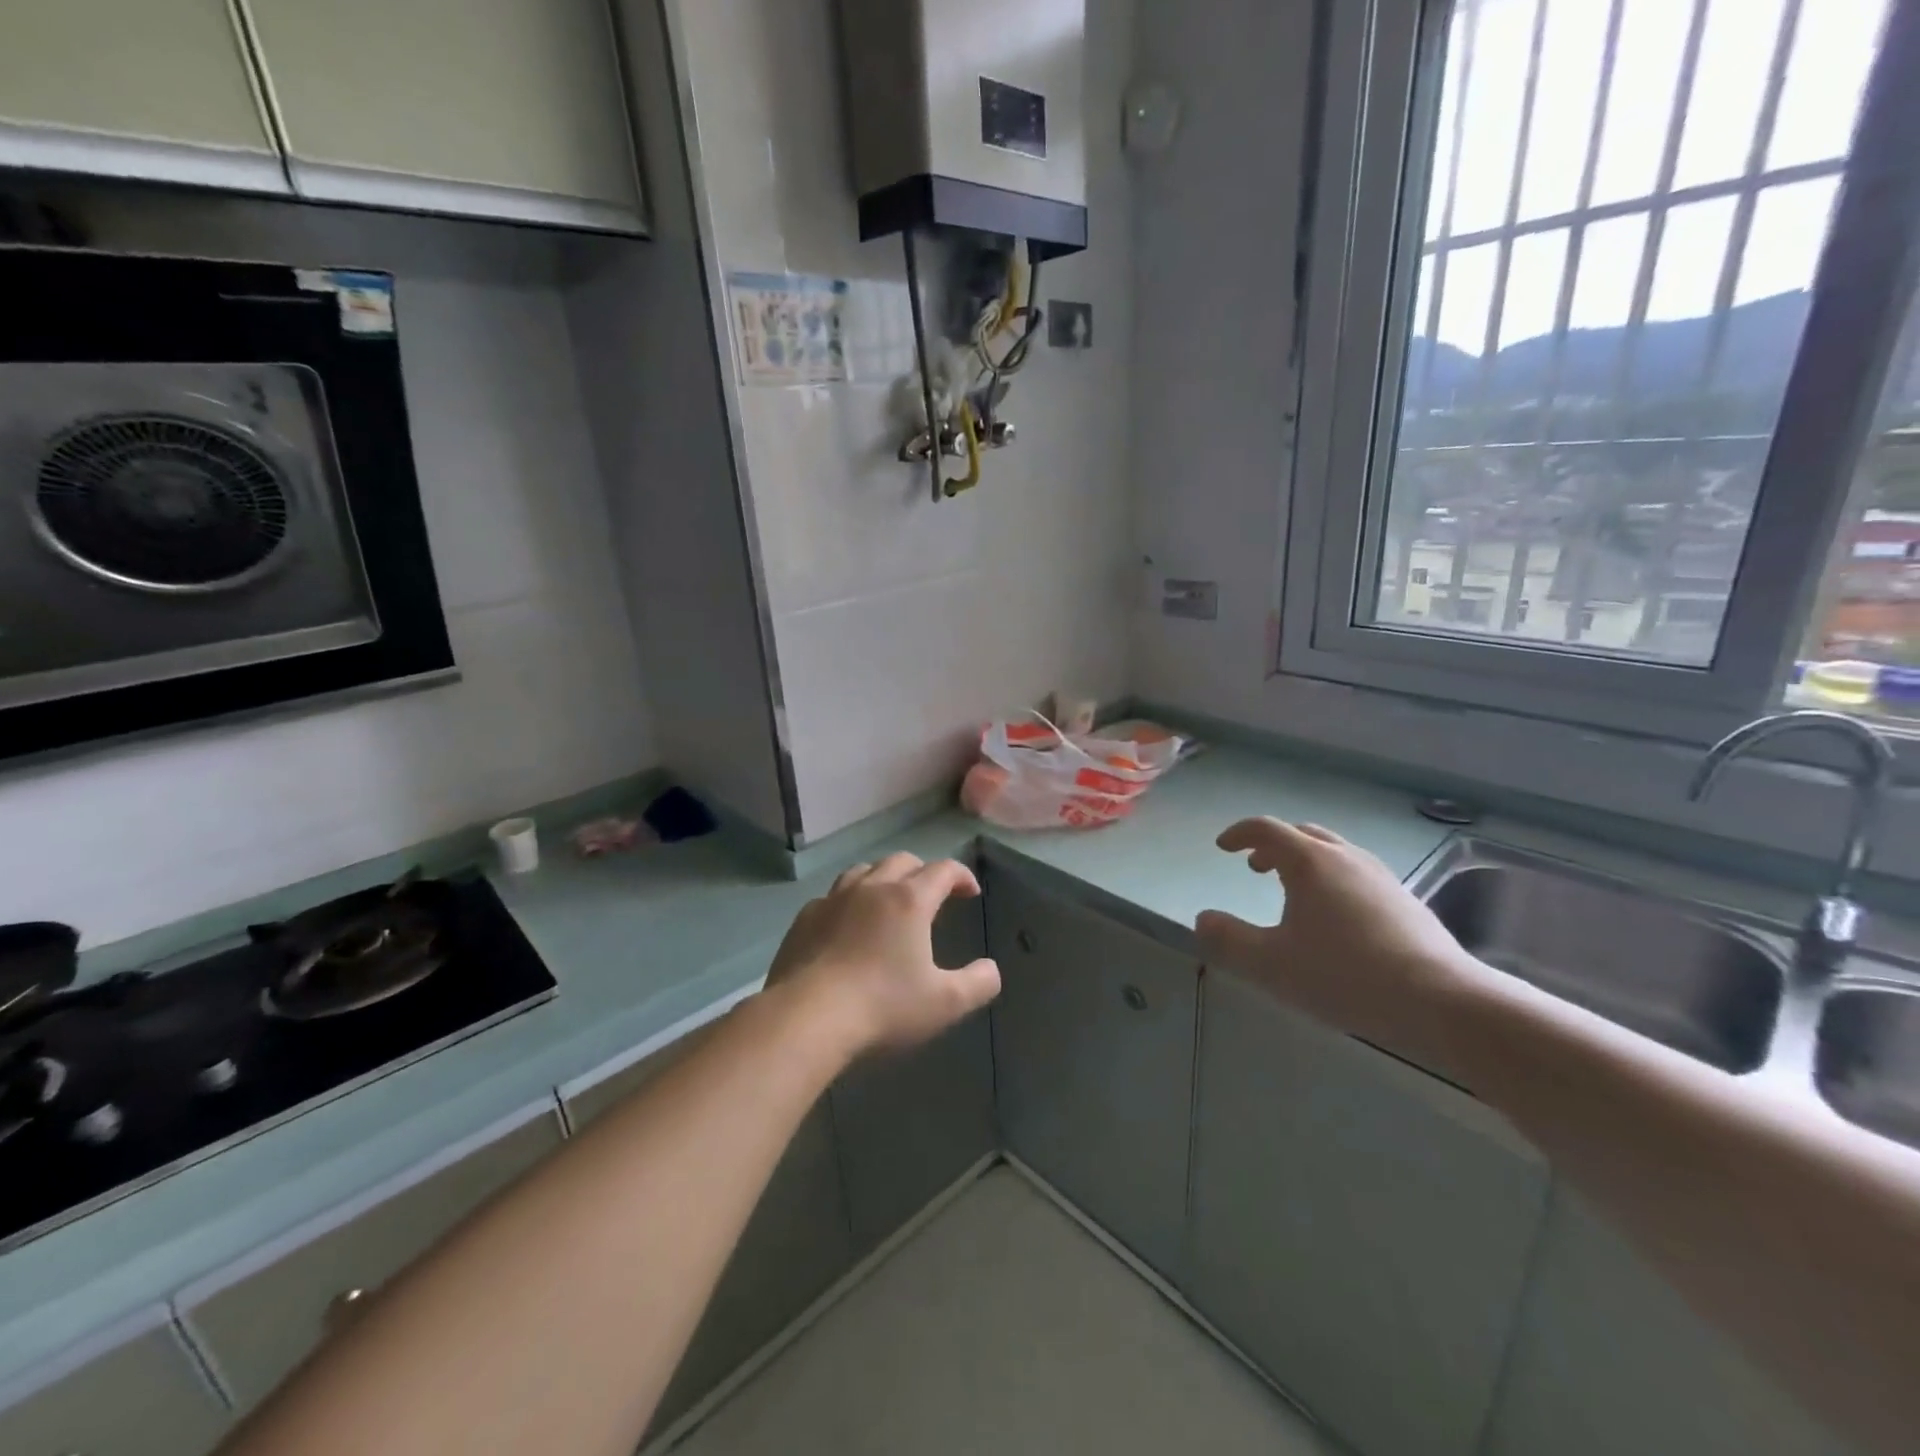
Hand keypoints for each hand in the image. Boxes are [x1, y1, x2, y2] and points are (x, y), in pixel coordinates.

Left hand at [766, 853, 1001, 1060]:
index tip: (970, 891)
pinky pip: (832, 896)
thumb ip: (978, 983)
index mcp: (909, 900)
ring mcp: (833, 900)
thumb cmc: (883, 1007)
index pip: (943, 870)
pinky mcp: (804, 919)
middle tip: (933, 894)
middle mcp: (871, 888)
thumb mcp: (945, 1003)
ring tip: (889, 900)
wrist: (806, 1018)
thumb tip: (991, 970)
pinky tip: (847, 924)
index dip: (961, 875)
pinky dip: (848, 901)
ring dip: (883, 878)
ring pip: (863, 870)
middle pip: (902, 861)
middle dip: (923, 871)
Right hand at [1195, 818, 1483, 1071]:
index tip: (1222, 847)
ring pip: (1335, 853)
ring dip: (1306, 861)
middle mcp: (1346, 858)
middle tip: (1255, 867)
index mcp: (1310, 862)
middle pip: (1304, 834)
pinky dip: (1334, 880)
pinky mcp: (1406, 902)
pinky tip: (1337, 919)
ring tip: (1293, 892)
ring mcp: (1382, 877)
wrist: (1441, 1002)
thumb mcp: (1271, 964)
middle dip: (1274, 845)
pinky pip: (1358, 875)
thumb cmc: (1344, 975)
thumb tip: (1202, 920)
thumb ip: (1229, 940)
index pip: (1267, 829)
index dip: (1240, 834)